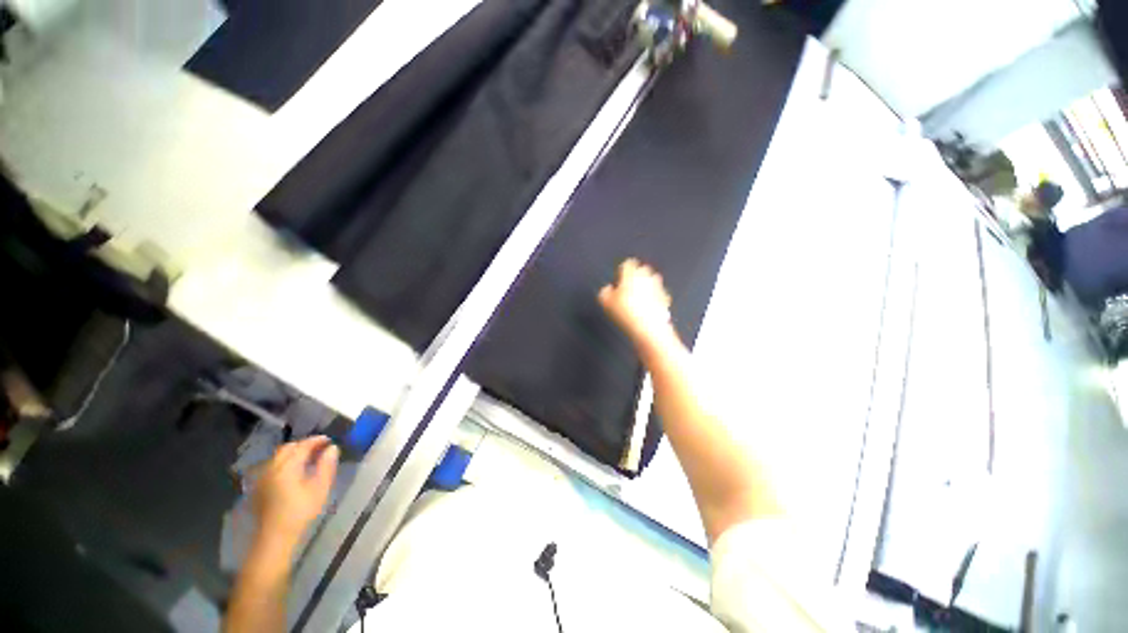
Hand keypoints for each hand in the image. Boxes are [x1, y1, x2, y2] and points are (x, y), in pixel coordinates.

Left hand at [253, 436, 338, 545]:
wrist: (275, 535)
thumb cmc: (301, 511)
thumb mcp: (320, 488)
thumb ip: (326, 465)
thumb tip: (332, 448)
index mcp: (287, 467)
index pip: (302, 446)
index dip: (316, 440)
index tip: (329, 440)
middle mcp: (272, 467)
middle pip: (287, 448)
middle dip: (303, 444)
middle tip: (318, 447)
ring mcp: (263, 476)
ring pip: (278, 456)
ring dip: (293, 452)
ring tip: (307, 457)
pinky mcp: (259, 485)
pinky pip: (271, 465)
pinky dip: (283, 461)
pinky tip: (292, 470)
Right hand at [598, 259, 677, 348]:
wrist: (648, 327)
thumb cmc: (625, 312)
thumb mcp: (606, 303)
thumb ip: (605, 292)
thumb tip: (607, 289)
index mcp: (631, 274)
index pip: (628, 264)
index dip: (623, 270)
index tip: (620, 277)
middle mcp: (646, 277)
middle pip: (643, 269)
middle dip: (637, 275)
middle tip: (629, 287)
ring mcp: (658, 287)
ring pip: (653, 280)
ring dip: (647, 285)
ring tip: (640, 297)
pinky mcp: (665, 298)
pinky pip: (660, 293)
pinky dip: (655, 297)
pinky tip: (649, 306)